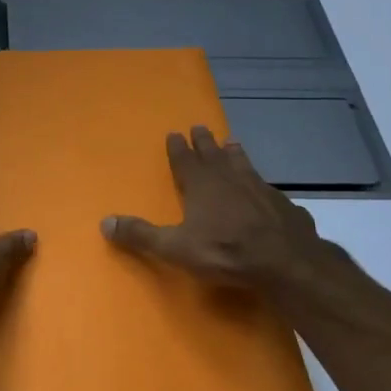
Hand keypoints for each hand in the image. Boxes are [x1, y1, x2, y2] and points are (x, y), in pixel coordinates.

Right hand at [101, 126, 360, 308]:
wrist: (286, 263)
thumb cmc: (225, 251)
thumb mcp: (175, 248)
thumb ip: (141, 235)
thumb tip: (104, 222)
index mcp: (201, 185)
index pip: (185, 160)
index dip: (178, 148)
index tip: (174, 133)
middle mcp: (229, 179)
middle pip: (213, 154)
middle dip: (204, 141)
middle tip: (200, 127)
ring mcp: (260, 189)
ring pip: (243, 164)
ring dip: (235, 154)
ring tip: (232, 143)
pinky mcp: (283, 205)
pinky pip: (268, 189)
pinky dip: (262, 184)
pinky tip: (266, 189)